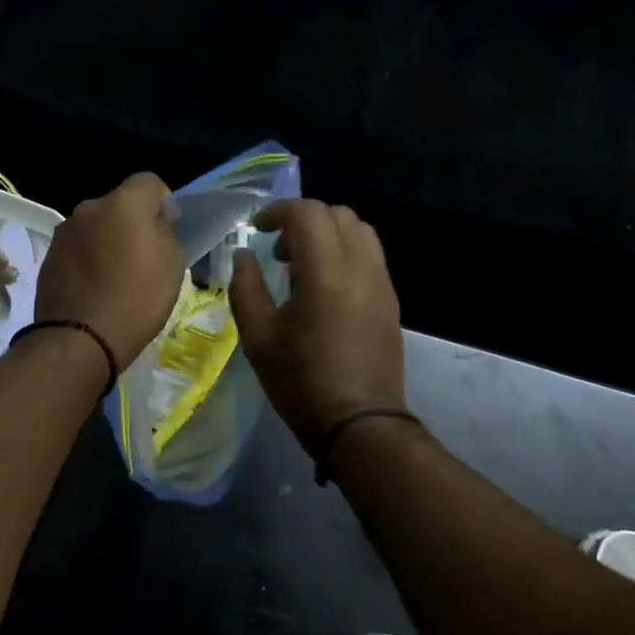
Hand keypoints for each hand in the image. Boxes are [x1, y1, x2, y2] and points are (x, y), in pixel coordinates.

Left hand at [36, 173, 185, 369]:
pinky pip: (78, 248)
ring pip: (96, 226)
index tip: (169, 228)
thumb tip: (155, 221)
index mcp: (123, 203)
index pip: (150, 181)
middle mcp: (89, 208)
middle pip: (119, 204)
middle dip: (132, 222)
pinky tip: (95, 287)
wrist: (79, 339)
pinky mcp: (48, 256)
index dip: (164, 201)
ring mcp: (64, 232)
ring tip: (116, 275)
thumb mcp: (172, 265)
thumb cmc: (136, 299)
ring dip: (108, 240)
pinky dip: (88, 259)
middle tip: (144, 255)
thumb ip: (165, 231)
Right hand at [230, 199, 405, 448]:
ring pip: (360, 230)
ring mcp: (381, 282)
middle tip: (279, 248)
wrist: (360, 423)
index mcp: (325, 273)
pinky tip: (325, 285)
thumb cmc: (301, 381)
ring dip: (328, 232)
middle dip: (304, 219)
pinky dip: (345, 250)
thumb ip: (246, 286)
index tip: (258, 229)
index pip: (308, 213)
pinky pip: (370, 254)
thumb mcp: (258, 336)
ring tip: (303, 264)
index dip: (279, 211)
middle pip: (337, 214)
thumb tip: (243, 254)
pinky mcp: (391, 299)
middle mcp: (360, 267)